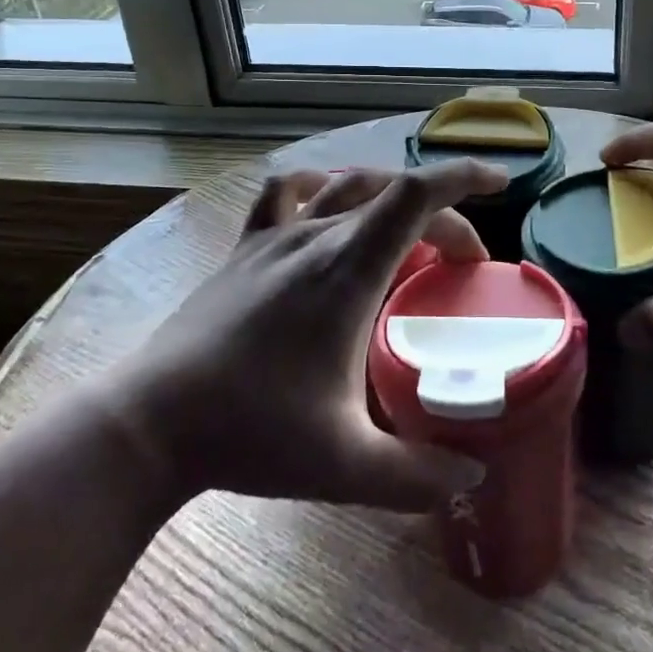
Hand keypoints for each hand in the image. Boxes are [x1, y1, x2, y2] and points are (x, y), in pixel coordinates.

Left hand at [105, 162, 507, 511]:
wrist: (151, 423)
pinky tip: (325, 206)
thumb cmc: (251, 433)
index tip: (500, 182)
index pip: (416, 194)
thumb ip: (416, 474)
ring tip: (409, 230)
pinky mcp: (244, 249)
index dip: (462, 176)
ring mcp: (273, 237)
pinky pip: (285, 194)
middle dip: (442, 218)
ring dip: (389, 196)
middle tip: (463, 265)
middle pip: (392, 194)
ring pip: (345, 186)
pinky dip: (318, 187)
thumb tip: (472, 475)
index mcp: (347, 269)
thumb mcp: (344, 465)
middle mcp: (314, 237)